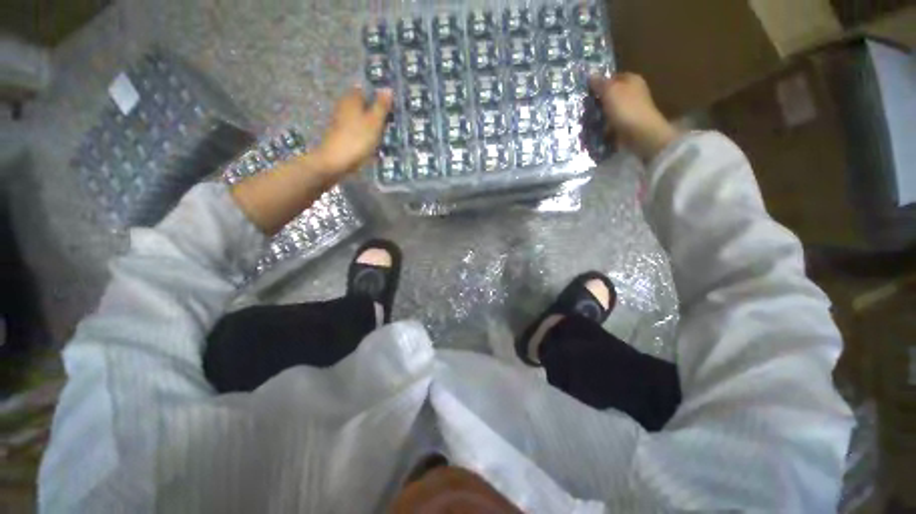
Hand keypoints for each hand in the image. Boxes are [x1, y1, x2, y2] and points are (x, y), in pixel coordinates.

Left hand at [313, 86, 392, 176]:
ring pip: (359, 117)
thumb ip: (381, 106)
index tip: (389, 103)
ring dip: (370, 122)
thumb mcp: (374, 122)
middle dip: (374, 109)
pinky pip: (356, 129)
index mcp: (352, 99)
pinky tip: (373, 141)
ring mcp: (340, 121)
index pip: (365, 89)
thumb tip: (387, 89)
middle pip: (362, 104)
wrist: (335, 161)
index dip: (377, 94)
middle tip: (390, 118)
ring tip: (384, 131)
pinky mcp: (340, 135)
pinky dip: (364, 133)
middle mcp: (344, 106)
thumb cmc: (357, 139)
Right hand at [589, 73, 678, 162]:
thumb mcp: (610, 91)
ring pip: (611, 110)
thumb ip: (600, 83)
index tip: (587, 91)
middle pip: (612, 94)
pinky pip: (612, 124)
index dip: (600, 82)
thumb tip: (590, 74)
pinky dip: (605, 127)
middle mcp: (633, 92)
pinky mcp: (628, 125)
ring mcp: (631, 110)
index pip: (613, 77)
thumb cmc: (626, 108)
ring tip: (587, 120)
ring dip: (600, 115)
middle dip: (599, 100)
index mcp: (632, 79)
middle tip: (584, 107)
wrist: (640, 134)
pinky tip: (596, 130)